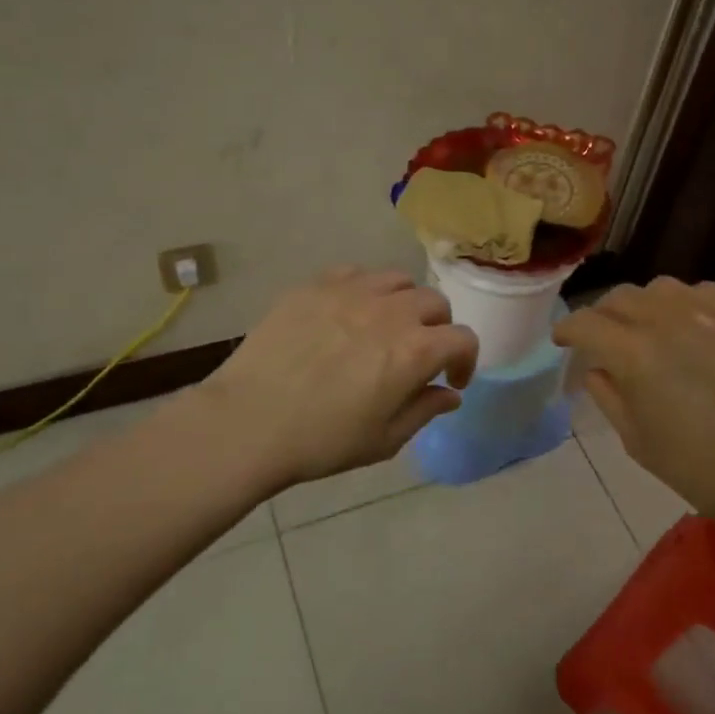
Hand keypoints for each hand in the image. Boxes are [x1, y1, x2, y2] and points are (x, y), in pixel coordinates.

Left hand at [199, 267, 478, 489]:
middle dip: (438, 329)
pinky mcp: (315, 285)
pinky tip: (348, 313)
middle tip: (419, 353)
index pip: (463, 339)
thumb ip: (425, 410)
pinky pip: (354, 273)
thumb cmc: (322, 440)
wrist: (248, 421)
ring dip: (404, 303)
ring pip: (397, 280)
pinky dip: (364, 290)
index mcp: (415, 350)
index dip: (466, 361)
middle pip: (434, 302)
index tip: (451, 380)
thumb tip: (450, 394)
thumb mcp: (384, 439)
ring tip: (386, 326)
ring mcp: (351, 291)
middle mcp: (391, 310)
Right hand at [553, 278, 714, 536]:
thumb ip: (609, 396)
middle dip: (601, 317)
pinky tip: (687, 326)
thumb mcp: (638, 440)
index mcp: (634, 352)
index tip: (562, 341)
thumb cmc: (700, 468)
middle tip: (601, 341)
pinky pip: (700, 292)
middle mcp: (667, 319)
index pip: (586, 323)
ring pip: (658, 288)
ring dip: (642, 306)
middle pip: (618, 298)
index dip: (567, 330)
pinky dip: (682, 303)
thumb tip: (598, 369)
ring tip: (646, 329)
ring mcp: (709, 312)